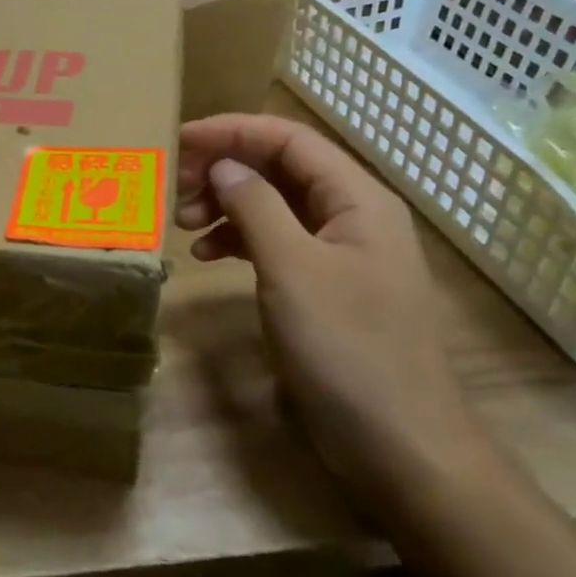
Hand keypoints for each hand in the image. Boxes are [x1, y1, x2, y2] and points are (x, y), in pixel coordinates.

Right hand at [176, 114, 483, 504]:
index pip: (289, 140)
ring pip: (274, 207)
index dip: (232, 132)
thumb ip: (257, 206)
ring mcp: (339, 254)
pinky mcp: (324, 289)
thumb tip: (224, 165)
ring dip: (227, 206)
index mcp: (357, 198)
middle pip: (280, 170)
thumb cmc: (348, 348)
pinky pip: (276, 244)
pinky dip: (239, 242)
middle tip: (174, 187)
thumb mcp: (293, 269)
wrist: (400, 444)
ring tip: (183, 224)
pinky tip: (207, 257)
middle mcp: (351, 215)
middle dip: (225, 170)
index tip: (179, 139)